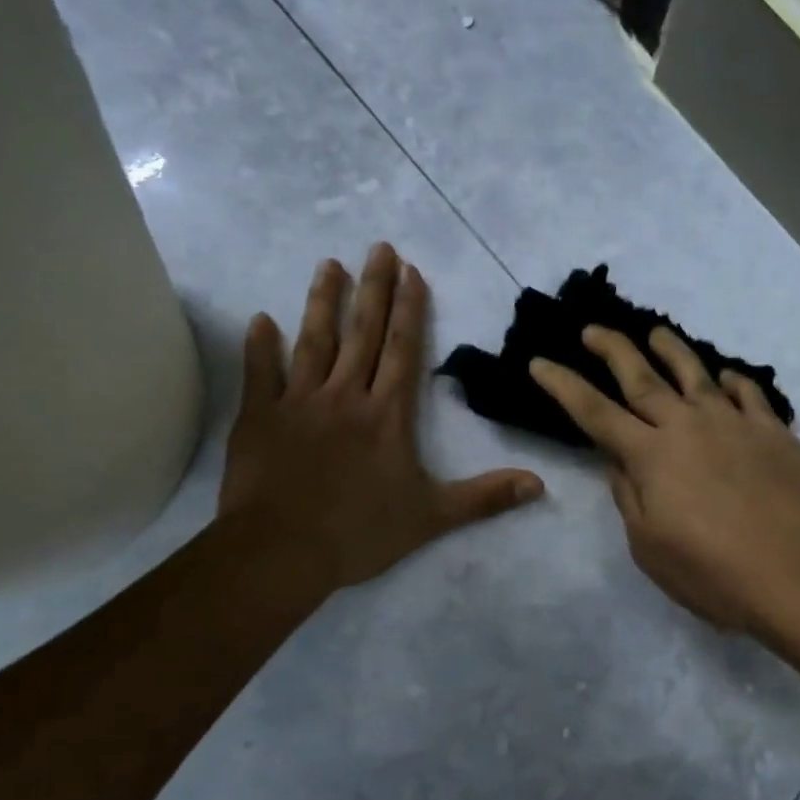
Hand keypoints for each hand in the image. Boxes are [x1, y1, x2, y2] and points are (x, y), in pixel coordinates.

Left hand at [218, 244, 543, 594]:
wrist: (280, 552)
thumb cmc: (359, 532)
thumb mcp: (432, 517)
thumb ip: (485, 497)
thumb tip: (540, 485)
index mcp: (387, 414)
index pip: (403, 350)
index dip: (410, 309)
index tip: (411, 272)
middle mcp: (345, 396)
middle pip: (363, 333)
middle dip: (374, 288)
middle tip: (379, 247)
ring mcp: (298, 403)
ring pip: (313, 342)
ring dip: (323, 301)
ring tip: (329, 264)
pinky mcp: (259, 418)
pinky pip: (259, 374)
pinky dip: (259, 346)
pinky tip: (260, 319)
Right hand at [529, 326, 799, 638]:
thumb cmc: (714, 574)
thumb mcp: (649, 547)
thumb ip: (629, 497)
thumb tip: (620, 461)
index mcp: (651, 456)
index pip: (595, 412)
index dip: (563, 385)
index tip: (540, 362)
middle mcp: (689, 426)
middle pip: (642, 378)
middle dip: (612, 349)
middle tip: (593, 329)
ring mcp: (736, 424)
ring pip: (697, 375)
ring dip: (672, 350)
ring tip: (656, 332)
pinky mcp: (776, 434)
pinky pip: (750, 395)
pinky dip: (734, 382)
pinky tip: (727, 377)